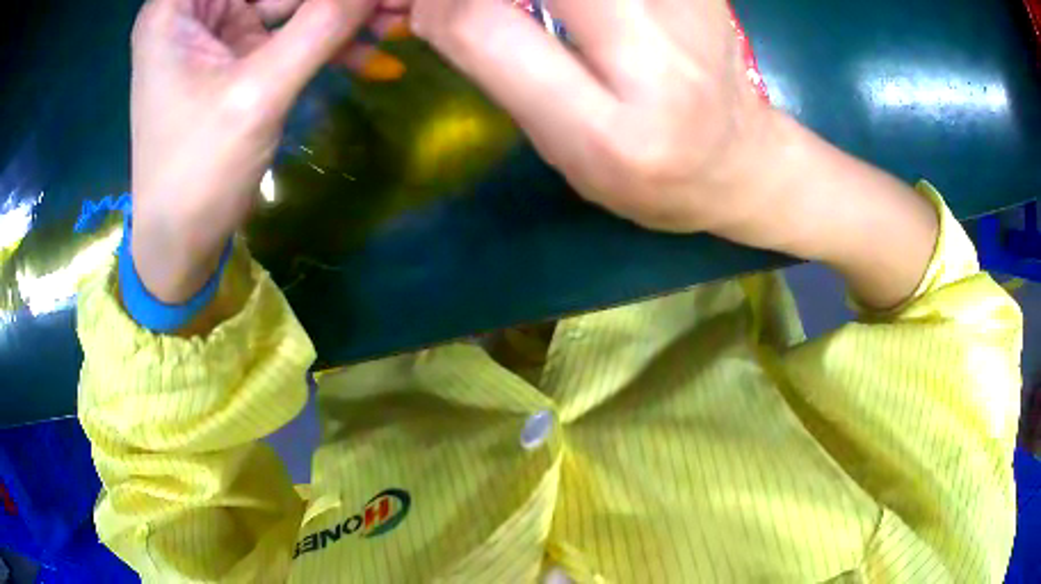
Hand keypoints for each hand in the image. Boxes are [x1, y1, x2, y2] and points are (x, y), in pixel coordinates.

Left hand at [130, 0, 400, 302]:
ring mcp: (216, 30)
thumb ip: (321, 25)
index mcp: (176, 7)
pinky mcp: (235, 54)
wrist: (180, 244)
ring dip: (340, 16)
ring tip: (394, 24)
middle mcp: (195, 8)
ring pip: (289, 1)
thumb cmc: (197, 174)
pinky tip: (370, 55)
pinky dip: (327, 41)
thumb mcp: (258, 94)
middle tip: (391, 6)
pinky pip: (289, 30)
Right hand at [410, 0, 938, 307]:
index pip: (482, 27)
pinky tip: (581, 13)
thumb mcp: (563, 148)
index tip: (423, 7)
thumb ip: (500, 67)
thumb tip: (437, 4)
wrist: (744, 165)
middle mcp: (656, 60)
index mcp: (606, 132)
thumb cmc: (650, 179)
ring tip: (542, 18)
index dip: (435, 4)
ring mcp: (689, 10)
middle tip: (470, 6)